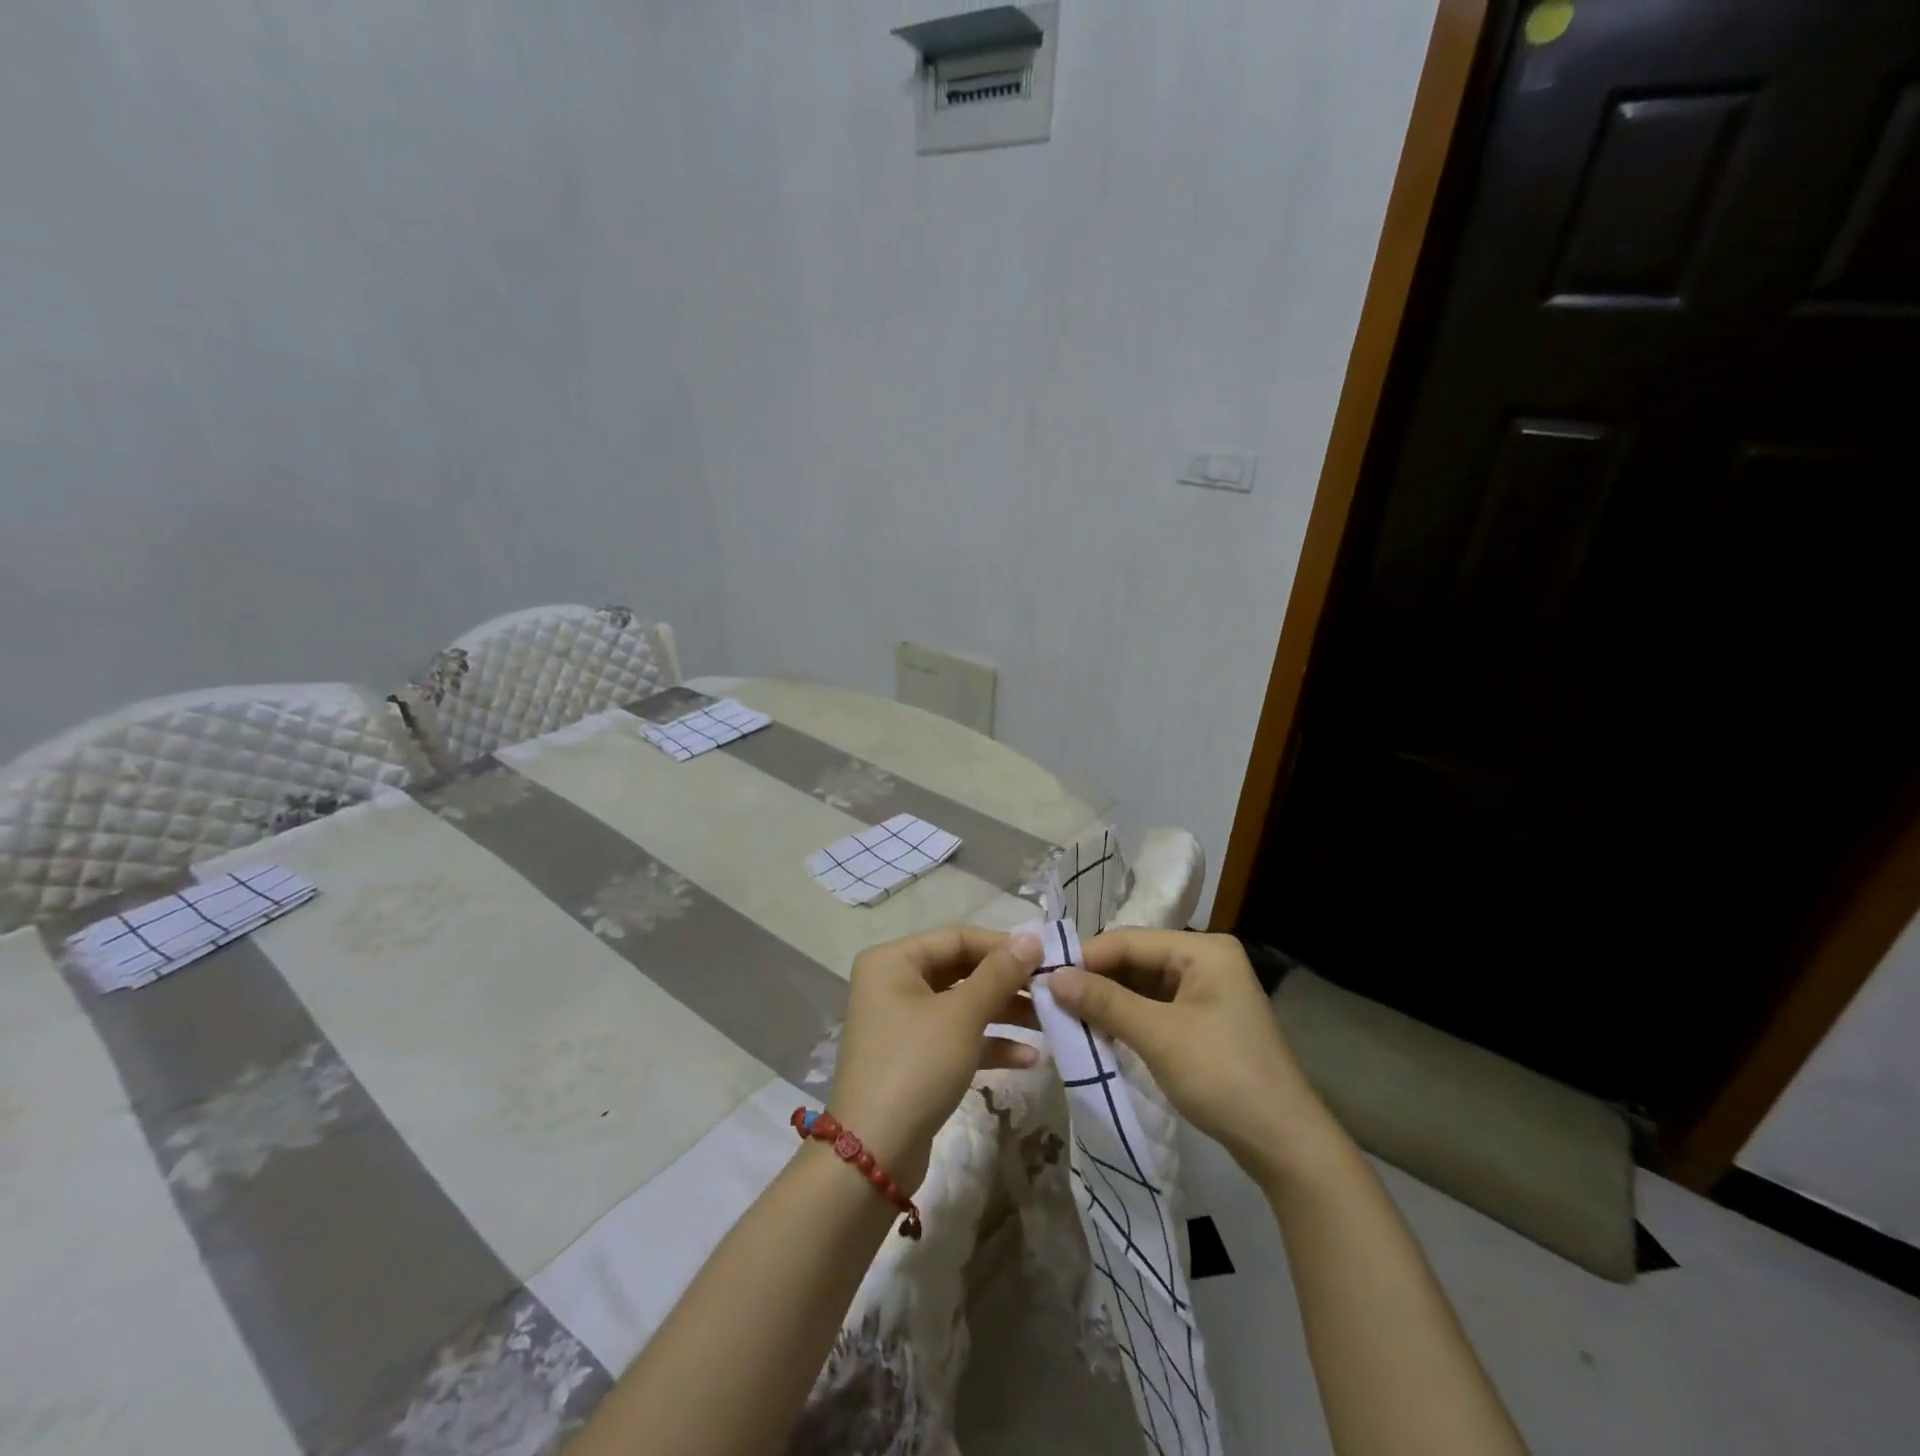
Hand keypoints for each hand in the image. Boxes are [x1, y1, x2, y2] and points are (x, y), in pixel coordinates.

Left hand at [829, 925, 1044, 1189]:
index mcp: (894, 961)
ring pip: (963, 1006)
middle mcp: (894, 984)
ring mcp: (904, 1023)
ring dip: (1005, 1013)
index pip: (957, 937)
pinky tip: (1031, 1059)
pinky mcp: (916, 1059)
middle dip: (1007, 982)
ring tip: (1050, 1022)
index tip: (1046, 956)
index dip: (1003, 945)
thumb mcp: (962, 1016)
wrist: (874, 1154)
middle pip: (961, 970)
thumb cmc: (916, 1066)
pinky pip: (958, 1038)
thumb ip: (999, 974)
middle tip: (1051, 989)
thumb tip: (1031, 937)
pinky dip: (990, 1044)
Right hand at [1049, 929, 1332, 1190]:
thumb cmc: (1223, 1077)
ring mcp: (1208, 991)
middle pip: (1136, 960)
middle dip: (1095, 980)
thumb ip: (1104, 1002)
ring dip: (1108, 1001)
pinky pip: (1155, 1007)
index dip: (1084, 957)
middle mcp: (1206, 960)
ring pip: (1142, 985)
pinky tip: (1099, 1031)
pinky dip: (1127, 1018)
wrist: (1285, 1145)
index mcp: (1203, 950)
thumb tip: (1051, 977)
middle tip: (1050, 999)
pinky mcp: (1205, 1021)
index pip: (1129, 940)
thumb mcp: (1158, 1036)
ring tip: (1067, 1016)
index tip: (1042, 976)